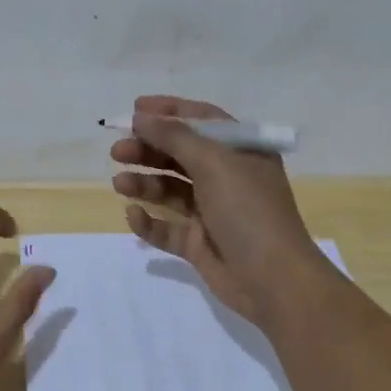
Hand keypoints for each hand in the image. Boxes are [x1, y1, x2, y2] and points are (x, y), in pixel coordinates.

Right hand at [110, 95, 320, 323]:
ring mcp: (212, 212)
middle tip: (117, 151)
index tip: (133, 110)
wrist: (272, 279)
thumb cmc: (248, 210)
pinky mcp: (199, 243)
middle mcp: (227, 177)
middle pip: (180, 154)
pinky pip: (167, 228)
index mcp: (241, 151)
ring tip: (120, 183)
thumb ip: (175, 136)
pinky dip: (149, 221)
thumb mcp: (214, 163)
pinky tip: (133, 215)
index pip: (202, 120)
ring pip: (170, 190)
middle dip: (148, 149)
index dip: (169, 111)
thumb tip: (141, 117)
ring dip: (144, 183)